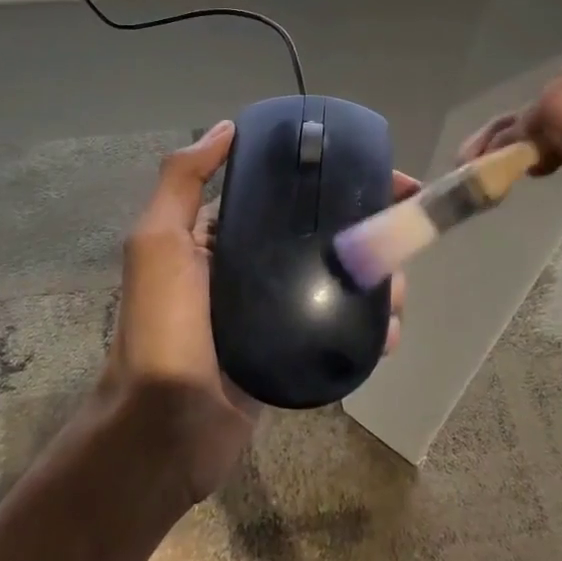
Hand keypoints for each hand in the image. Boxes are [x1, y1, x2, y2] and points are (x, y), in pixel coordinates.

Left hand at [103, 120, 412, 503]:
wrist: (165, 432)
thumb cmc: (163, 329)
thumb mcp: (158, 243)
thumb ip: (182, 182)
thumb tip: (226, 128)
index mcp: (220, 239)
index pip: (285, 197)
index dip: (332, 182)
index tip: (382, 179)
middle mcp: (250, 270)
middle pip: (320, 238)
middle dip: (365, 234)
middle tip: (402, 239)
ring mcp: (275, 315)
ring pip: (338, 284)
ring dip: (376, 282)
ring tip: (397, 293)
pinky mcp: (294, 355)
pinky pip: (338, 331)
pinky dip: (368, 329)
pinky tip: (388, 334)